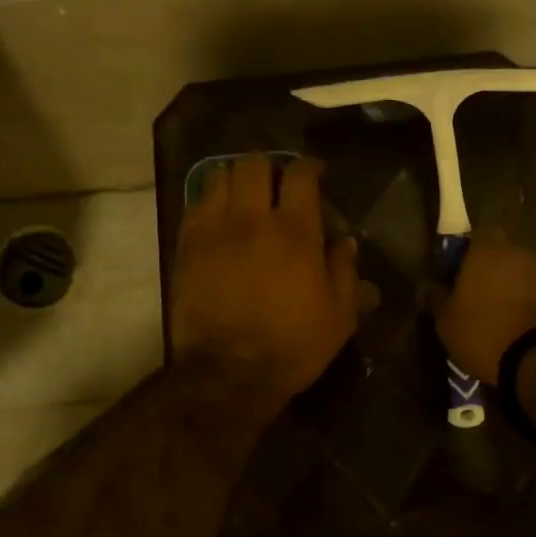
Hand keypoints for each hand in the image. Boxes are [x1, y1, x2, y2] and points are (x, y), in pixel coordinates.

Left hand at [170, 156, 358, 402]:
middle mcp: (253, 219)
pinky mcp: (188, 245)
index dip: (308, 168)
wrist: (229, 372)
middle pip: (254, 164)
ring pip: (220, 175)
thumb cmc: (292, 346)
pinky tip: (218, 217)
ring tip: (243, 196)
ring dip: (236, 179)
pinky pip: (195, 203)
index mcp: (296, 232)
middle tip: (275, 186)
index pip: (300, 174)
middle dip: (268, 167)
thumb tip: (347, 242)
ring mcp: (215, 229)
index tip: (314, 175)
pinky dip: (210, 201)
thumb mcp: (339, 316)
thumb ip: (345, 271)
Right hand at [431, 228, 535, 384]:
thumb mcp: (445, 319)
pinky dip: (527, 304)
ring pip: (519, 274)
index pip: (474, 237)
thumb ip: (435, 297)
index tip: (454, 276)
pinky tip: (517, 327)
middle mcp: (517, 254)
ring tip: (497, 316)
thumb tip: (429, 286)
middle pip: (499, 255)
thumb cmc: (482, 331)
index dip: (463, 255)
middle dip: (488, 272)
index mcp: (485, 251)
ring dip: (509, 288)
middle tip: (474, 297)